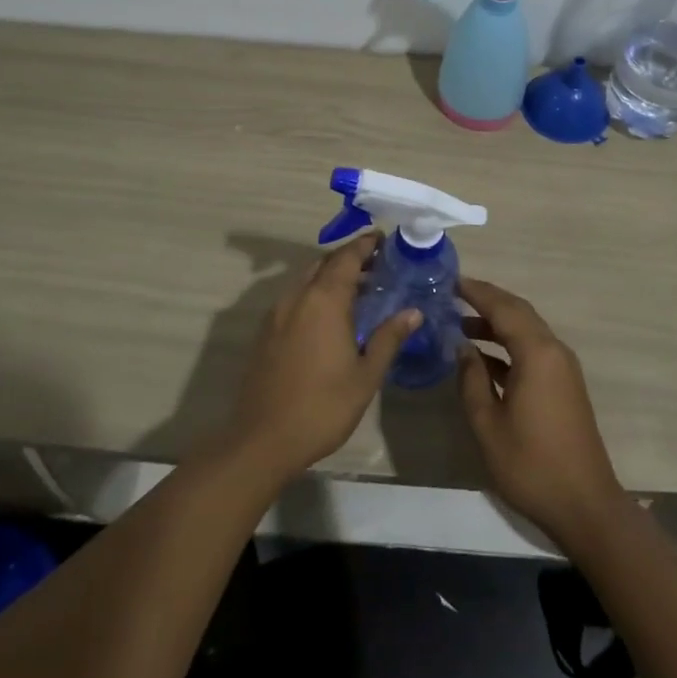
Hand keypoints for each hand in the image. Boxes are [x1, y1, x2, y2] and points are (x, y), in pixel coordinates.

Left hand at [222, 234, 419, 484]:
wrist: (263, 439)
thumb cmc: (322, 406)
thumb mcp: (365, 375)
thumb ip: (388, 338)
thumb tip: (413, 312)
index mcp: (324, 300)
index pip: (347, 257)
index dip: (365, 245)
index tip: (383, 238)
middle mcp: (298, 296)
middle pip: (325, 263)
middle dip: (349, 258)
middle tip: (376, 264)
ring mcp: (277, 313)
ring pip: (307, 279)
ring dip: (330, 275)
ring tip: (357, 289)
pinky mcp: (265, 331)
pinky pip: (295, 297)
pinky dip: (314, 293)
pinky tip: (328, 316)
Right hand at [457, 276, 625, 547]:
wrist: (585, 506)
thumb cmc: (531, 465)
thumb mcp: (488, 424)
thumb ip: (471, 380)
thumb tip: (463, 348)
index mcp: (537, 353)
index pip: (503, 308)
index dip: (476, 292)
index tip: (451, 281)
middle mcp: (554, 351)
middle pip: (518, 312)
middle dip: (487, 301)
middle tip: (454, 295)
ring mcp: (562, 368)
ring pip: (527, 330)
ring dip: (497, 324)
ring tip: (461, 325)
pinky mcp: (564, 386)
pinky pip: (533, 350)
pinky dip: (508, 345)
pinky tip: (483, 358)